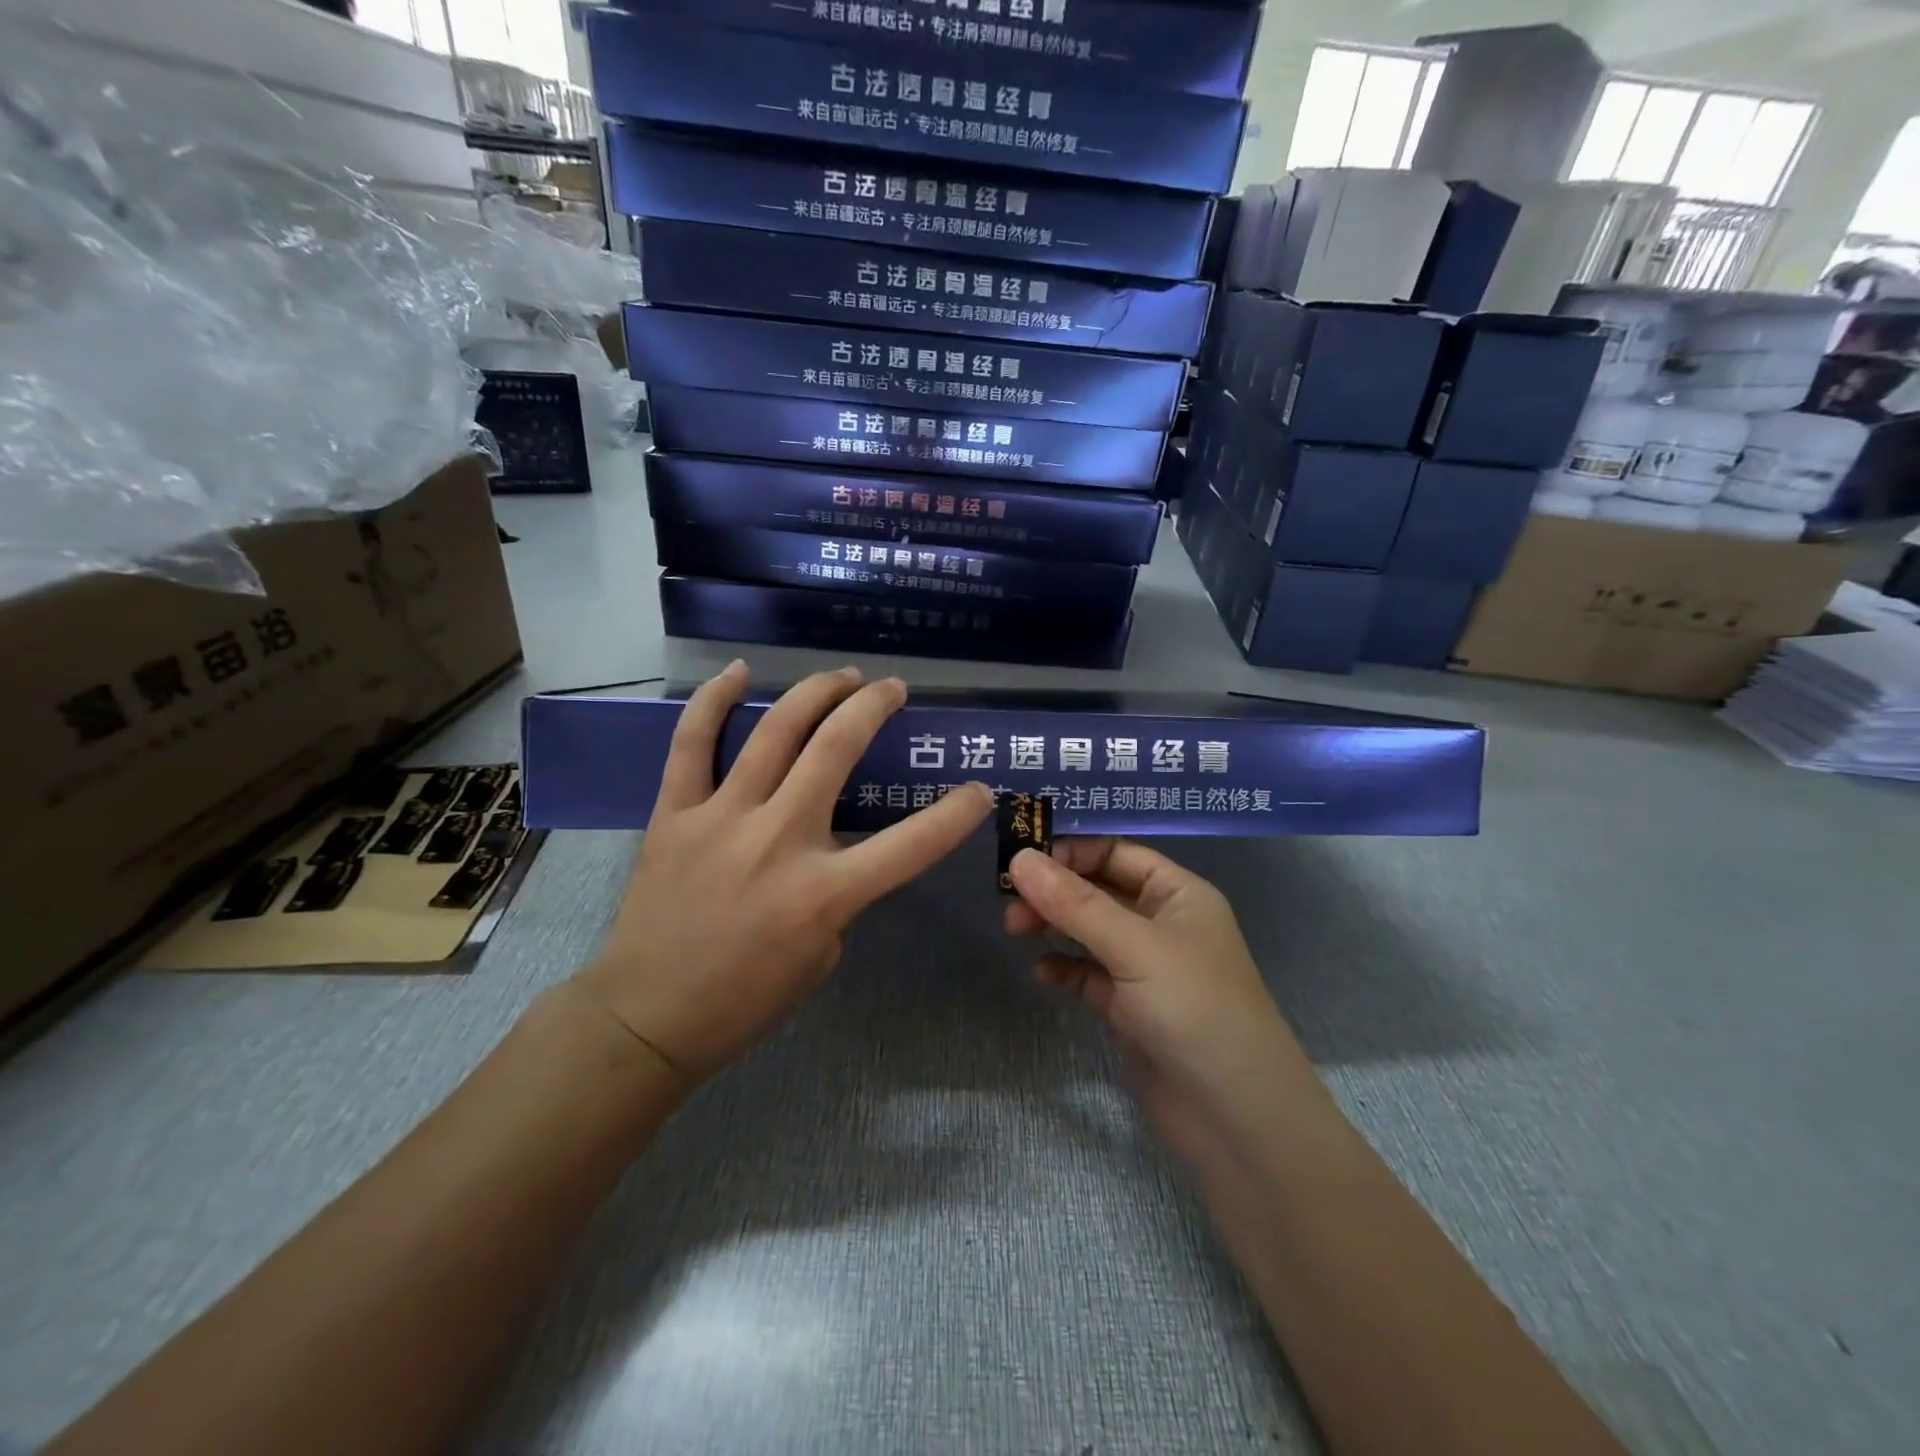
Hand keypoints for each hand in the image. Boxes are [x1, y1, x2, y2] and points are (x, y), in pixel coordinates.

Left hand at [575, 662, 991, 1088]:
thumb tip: (836, 847)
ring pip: (775, 731)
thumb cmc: (746, 997)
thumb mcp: (823, 954)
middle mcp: (778, 841)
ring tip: (843, 675)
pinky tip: (741, 672)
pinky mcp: (674, 813)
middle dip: (874, 706)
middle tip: (891, 690)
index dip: (956, 813)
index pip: (911, 843)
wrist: (648, 1015)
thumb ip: (840, 894)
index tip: (979, 790)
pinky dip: (715, 701)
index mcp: (823, 893)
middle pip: (836, 748)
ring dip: (817, 692)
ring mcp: (722, 819)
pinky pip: (692, 743)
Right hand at [1004, 840, 1317, 1140]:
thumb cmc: (1196, 1011)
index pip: (1116, 852)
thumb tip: (1019, 858)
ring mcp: (1145, 968)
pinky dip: (1063, 968)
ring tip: (1014, 931)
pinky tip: (1042, 974)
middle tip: (1009, 902)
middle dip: (1054, 890)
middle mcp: (1162, 923)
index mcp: (1179, 894)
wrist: (1237, 1120)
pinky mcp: (1129, 1009)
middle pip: (1097, 889)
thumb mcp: (1135, 947)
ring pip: (1088, 931)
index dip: (1070, 851)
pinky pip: (1087, 974)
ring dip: (1053, 925)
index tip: (1021, 859)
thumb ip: (1075, 904)